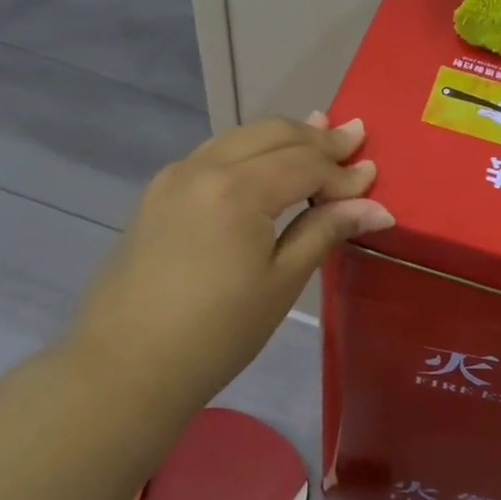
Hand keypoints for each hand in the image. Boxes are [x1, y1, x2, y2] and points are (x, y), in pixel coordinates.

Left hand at [64, 114, 390, 403]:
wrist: (123, 367)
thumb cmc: (216, 333)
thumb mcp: (282, 282)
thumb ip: (326, 231)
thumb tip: (377, 207)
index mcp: (239, 189)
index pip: (305, 164)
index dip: (342, 172)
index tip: (373, 178)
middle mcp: (204, 167)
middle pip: (273, 134)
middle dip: (317, 137)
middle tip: (354, 135)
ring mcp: (175, 176)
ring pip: (240, 137)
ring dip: (283, 137)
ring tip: (318, 132)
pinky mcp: (157, 193)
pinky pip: (214, 154)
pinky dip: (249, 151)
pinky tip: (264, 160)